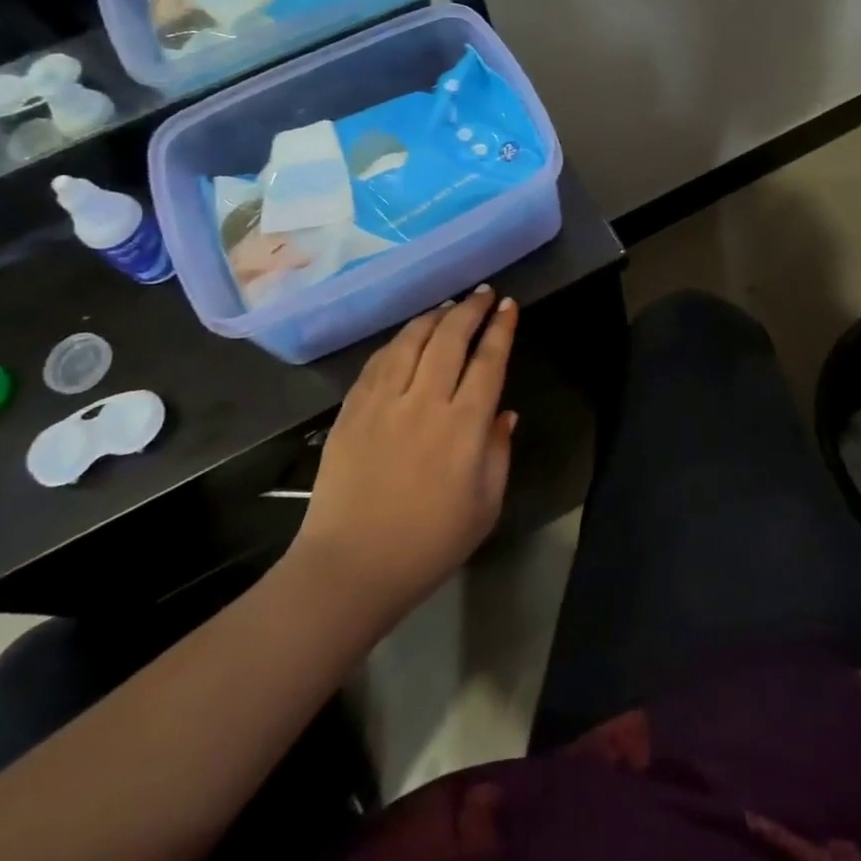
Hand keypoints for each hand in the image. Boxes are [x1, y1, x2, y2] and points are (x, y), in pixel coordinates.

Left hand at [289, 286, 519, 617]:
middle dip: (471, 309)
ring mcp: (383, 403)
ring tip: (448, 305)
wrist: (352, 567)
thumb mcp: (485, 506)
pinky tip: (407, 337)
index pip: (488, 361)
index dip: (501, 329)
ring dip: (434, 317)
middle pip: (450, 338)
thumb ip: (498, 453)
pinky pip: (378, 362)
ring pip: (411, 341)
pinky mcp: (352, 410)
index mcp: (464, 426)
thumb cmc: (429, 543)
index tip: (508, 306)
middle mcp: (425, 402)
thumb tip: (505, 413)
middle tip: (484, 293)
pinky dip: (398, 341)